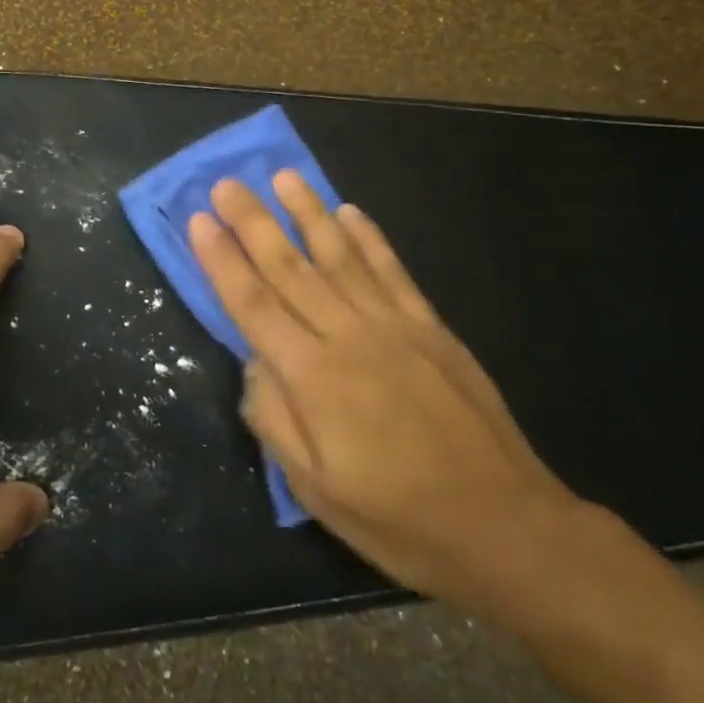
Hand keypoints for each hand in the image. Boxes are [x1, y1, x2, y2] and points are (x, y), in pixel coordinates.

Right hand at [188, 172, 586, 616]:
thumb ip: (275, 419)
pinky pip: (392, 271)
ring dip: (307, 212)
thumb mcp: (316, 489)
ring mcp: (395, 326)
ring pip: (340, 256)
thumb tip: (253, 364)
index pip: (254, 304)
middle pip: (290, 268)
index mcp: (314, 378)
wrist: (504, 525)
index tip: (198, 220)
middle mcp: (349, 336)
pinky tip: (350, 211)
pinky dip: (369, 238)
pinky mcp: (431, 328)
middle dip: (253, 222)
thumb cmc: (398, 518)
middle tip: (225, 184)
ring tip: (282, 177)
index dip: (222, 260)